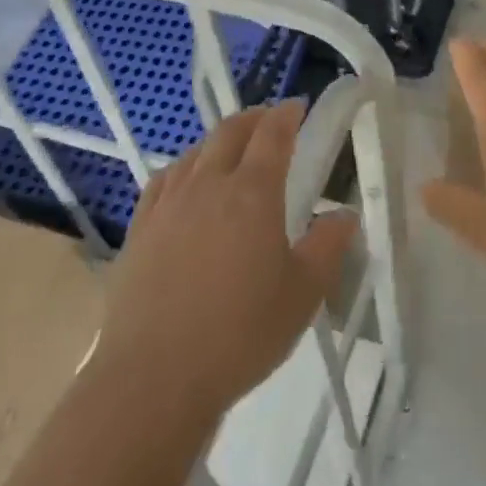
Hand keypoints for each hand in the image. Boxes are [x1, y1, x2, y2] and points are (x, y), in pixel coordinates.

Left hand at [96, 101, 357, 424]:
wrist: (154, 378)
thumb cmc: (240, 333)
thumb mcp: (303, 293)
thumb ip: (328, 246)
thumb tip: (345, 214)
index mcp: (252, 193)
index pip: (272, 135)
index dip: (286, 115)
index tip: (298, 106)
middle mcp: (208, 186)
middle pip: (230, 133)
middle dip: (253, 118)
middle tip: (270, 119)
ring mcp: (168, 206)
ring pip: (195, 152)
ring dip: (219, 139)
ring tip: (233, 146)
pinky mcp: (140, 230)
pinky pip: (164, 180)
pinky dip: (184, 166)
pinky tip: (186, 180)